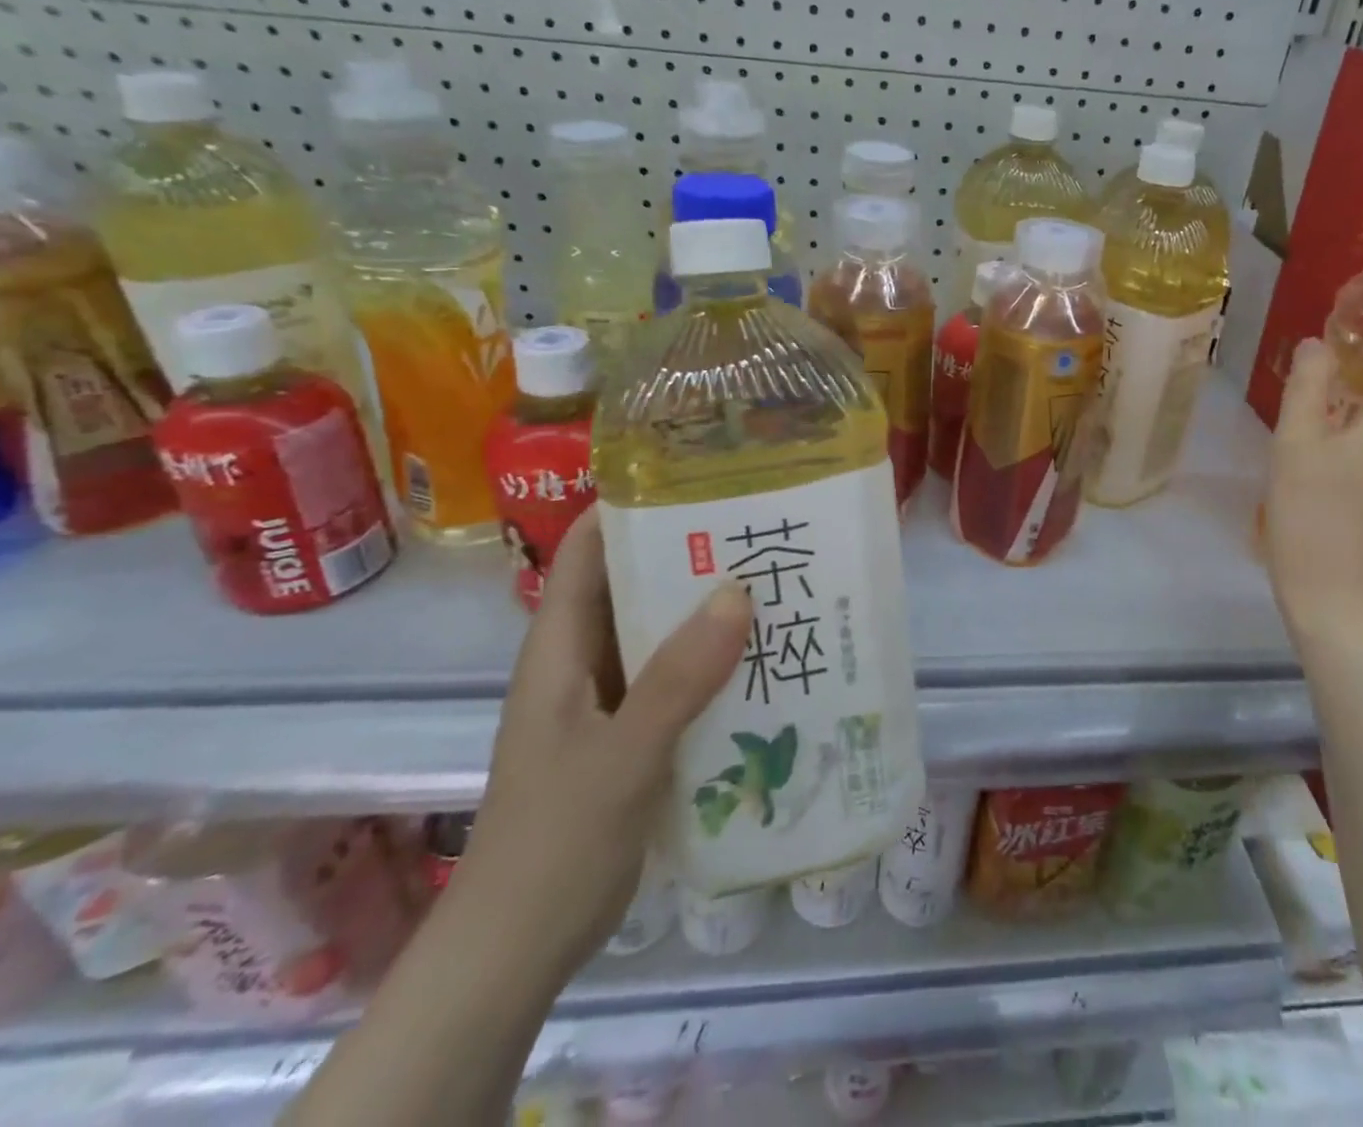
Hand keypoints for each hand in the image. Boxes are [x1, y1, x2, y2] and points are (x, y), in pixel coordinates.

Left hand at [452, 509, 751, 984]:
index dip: (628, 506)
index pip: (587, 551)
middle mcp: (583, 661)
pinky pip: (677, 680)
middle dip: (690, 555)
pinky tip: (765, 660)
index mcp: (559, 648)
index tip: (694, 480)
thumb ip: (676, 678)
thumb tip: (737, 592)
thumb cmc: (553, 842)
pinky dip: (713, 663)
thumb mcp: (620, 755)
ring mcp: (609, 701)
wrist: (519, 949)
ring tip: (777, 583)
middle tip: (760, 529)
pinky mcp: (633, 735)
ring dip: (708, 611)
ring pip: (660, 634)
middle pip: (633, 585)